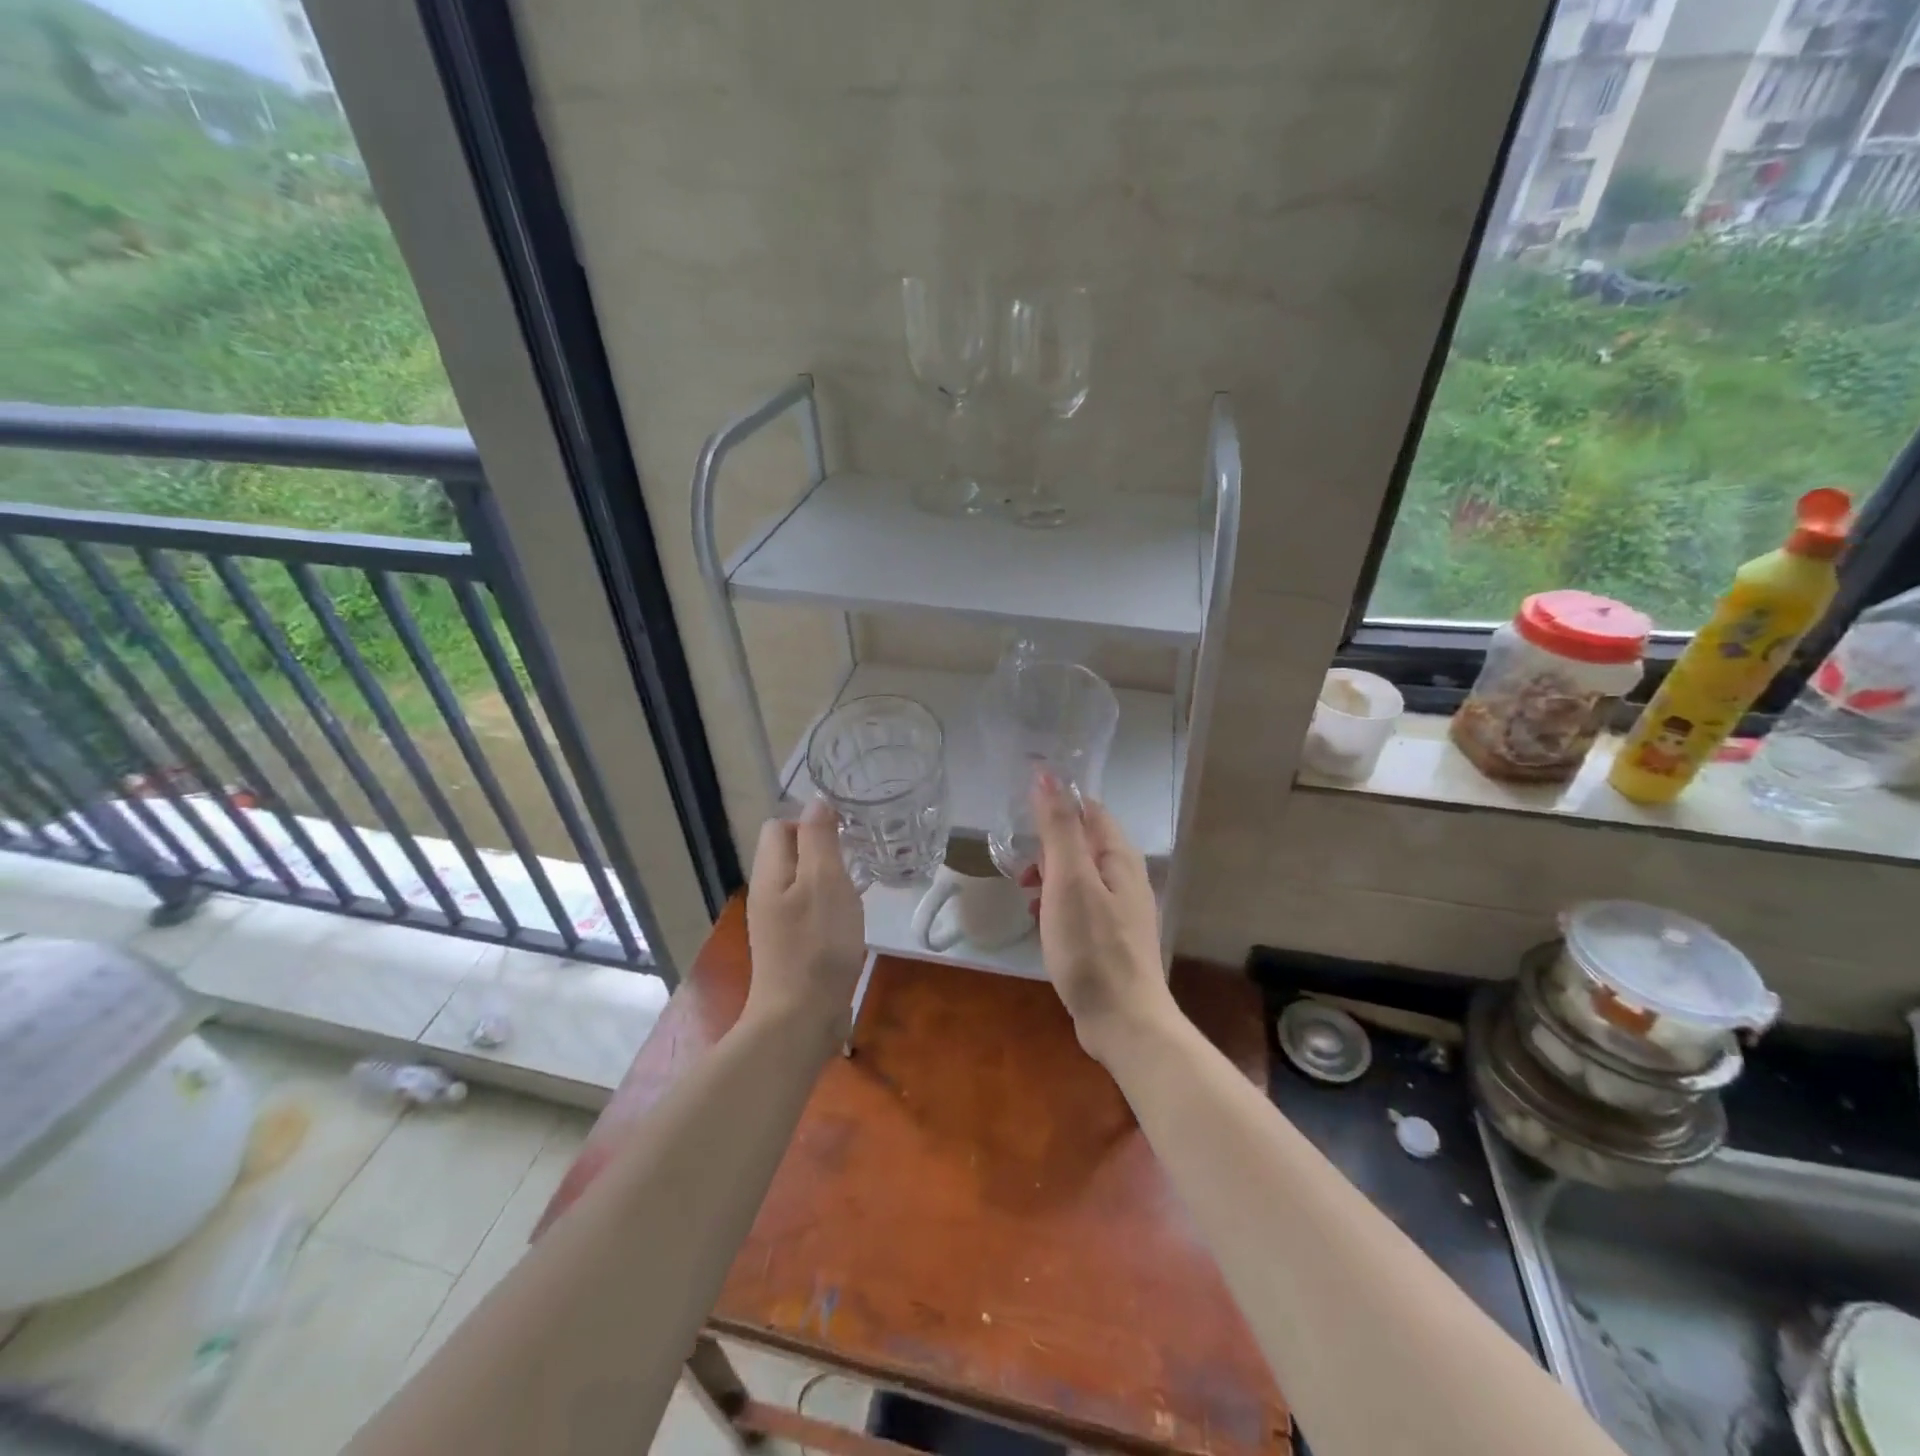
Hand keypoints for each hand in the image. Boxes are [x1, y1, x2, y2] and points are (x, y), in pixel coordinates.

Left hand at [745, 797, 865, 1039]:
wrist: (801, 1019)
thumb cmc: (817, 945)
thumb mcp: (825, 882)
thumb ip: (820, 839)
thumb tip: (816, 803)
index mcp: (770, 873)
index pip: (779, 826)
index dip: (810, 821)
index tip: (844, 833)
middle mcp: (767, 895)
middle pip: (789, 853)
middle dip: (822, 848)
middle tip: (857, 858)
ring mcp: (777, 924)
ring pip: (801, 883)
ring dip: (828, 878)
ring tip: (858, 886)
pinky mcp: (792, 947)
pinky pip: (809, 910)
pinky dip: (829, 906)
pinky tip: (849, 920)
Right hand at [1029, 772, 1175, 1064]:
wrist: (1122, 1021)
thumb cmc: (1092, 946)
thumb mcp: (1069, 880)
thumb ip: (1059, 828)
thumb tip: (1047, 776)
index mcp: (1119, 857)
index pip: (1088, 810)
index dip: (1056, 804)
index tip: (1020, 814)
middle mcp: (1125, 876)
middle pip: (1082, 842)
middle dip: (1047, 845)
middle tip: (1020, 867)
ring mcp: (1120, 909)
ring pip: (1078, 874)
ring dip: (1048, 875)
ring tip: (1025, 893)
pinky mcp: (1110, 936)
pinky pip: (1079, 903)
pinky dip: (1056, 902)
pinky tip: (1039, 920)